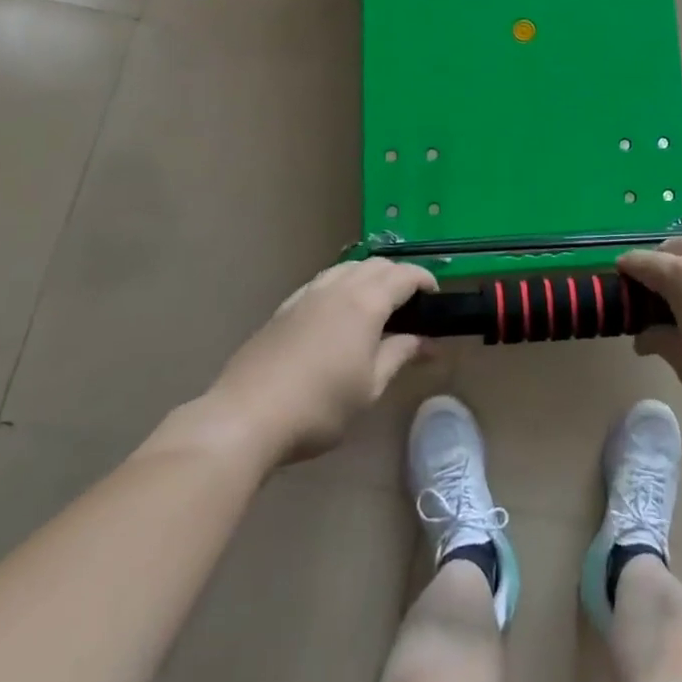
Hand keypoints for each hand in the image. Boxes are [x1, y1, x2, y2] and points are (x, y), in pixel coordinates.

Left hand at [205, 259, 435, 461]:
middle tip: (410, 305)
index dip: (425, 280)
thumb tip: (427, 342)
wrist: (245, 417)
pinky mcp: (284, 308)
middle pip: (376, 264)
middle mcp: (338, 287)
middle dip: (398, 276)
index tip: (435, 298)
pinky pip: (323, 282)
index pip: (404, 275)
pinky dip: (342, 286)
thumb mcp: (370, 387)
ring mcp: (307, 295)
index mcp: (365, 302)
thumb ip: (400, 355)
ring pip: (347, 268)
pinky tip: (338, 316)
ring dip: (369, 277)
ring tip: (376, 306)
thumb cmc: (319, 406)